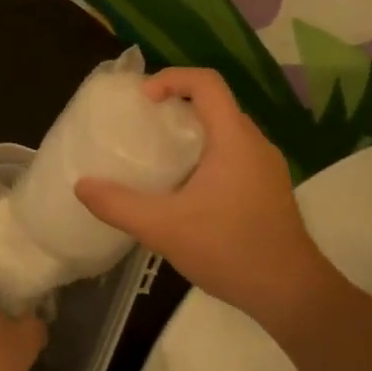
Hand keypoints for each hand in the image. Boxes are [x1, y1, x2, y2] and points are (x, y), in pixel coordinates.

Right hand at [75, 68, 331, 330]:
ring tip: (156, 159)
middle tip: (142, 128)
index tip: (142, 101)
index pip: (207, 83)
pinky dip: (205, 158)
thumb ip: (119, 205)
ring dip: (191, 135)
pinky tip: (184, 193)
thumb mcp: (163, 228)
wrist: (289, 291)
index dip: (171, 79)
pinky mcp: (268, 191)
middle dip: (176, 107)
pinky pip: (233, 157)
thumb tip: (81, 185)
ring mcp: (266, 169)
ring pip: (225, 134)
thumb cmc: (229, 249)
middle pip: (215, 106)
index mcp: (235, 139)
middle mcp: (255, 145)